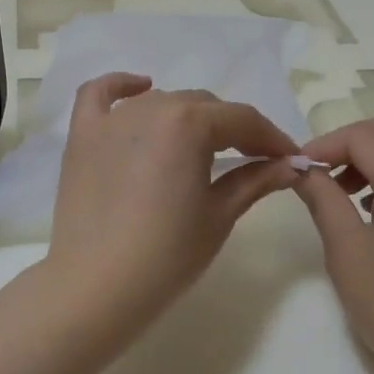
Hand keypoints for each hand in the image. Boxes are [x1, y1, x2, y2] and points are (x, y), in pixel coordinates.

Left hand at [43, 74, 299, 337]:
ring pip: (161, 102)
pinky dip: (121, 87)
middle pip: (204, 107)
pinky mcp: (82, 135)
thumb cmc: (167, 255)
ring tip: (202, 146)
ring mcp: (112, 119)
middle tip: (252, 160)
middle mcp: (150, 107)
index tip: (289, 158)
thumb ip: (256, 180)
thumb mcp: (219, 215)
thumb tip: (291, 165)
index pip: (242, 120)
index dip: (270, 138)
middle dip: (233, 130)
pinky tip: (141, 88)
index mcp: (189, 123)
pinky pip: (99, 94)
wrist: (96, 287)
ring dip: (188, 118)